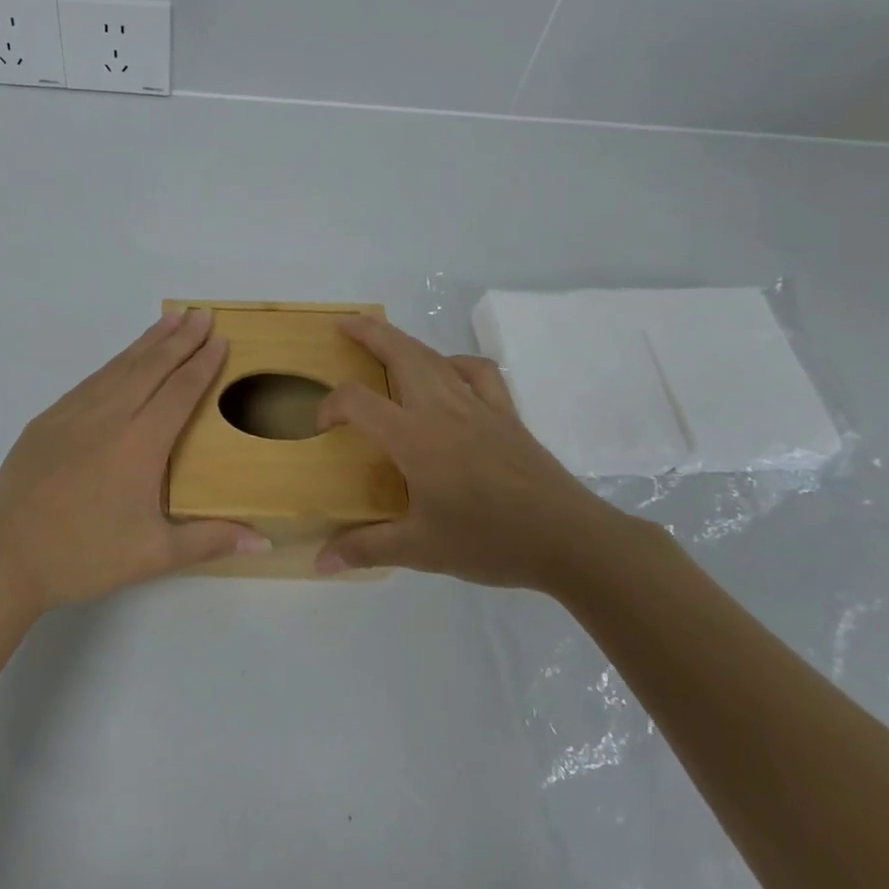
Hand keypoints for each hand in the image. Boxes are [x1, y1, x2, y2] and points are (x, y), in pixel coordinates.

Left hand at [0, 310, 270, 611]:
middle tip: (202, 313)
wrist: (6, 555)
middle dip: (181, 337)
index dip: (203, 363)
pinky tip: (123, 359)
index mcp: (141, 443)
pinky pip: (92, 379)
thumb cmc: (85, 555)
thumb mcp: (153, 555)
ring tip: (170, 319)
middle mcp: (110, 415)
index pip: (180, 390)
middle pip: (153, 366)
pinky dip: (115, 361)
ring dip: (149, 341)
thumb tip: (265, 540)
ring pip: (120, 366)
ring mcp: (74, 412)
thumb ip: (210, 541)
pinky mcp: (49, 418)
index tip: (220, 338)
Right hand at [314, 315, 622, 589]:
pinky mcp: (506, 413)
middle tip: (343, 325)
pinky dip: (456, 362)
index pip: (358, 401)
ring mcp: (478, 406)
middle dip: (368, 332)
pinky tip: (447, 373)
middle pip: (400, 352)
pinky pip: (478, 372)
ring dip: (404, 341)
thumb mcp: (421, 551)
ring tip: (385, 340)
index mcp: (414, 438)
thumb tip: (319, 562)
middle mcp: (442, 409)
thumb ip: (366, 548)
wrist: (568, 540)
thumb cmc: (489, 541)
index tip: (322, 427)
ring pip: (434, 356)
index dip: (331, 405)